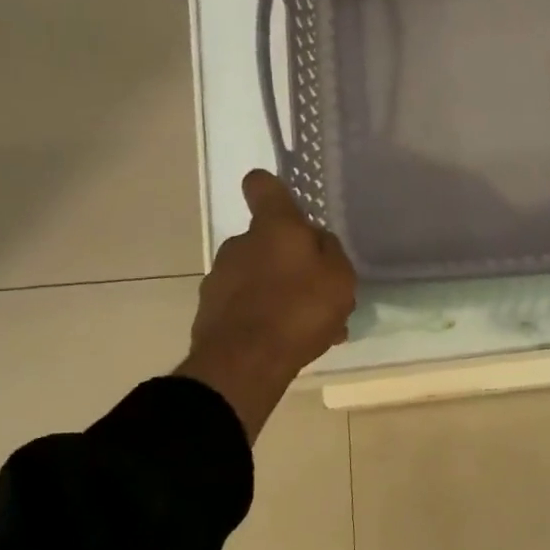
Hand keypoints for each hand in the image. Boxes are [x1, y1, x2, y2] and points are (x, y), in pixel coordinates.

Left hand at [175, 170, 357, 440]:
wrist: (244, 363)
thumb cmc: (299, 310)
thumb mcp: (339, 279)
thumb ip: (331, 253)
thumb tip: (317, 241)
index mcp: (273, 227)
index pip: (262, 185)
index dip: (274, 191)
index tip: (288, 209)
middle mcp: (240, 243)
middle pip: (267, 240)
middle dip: (290, 261)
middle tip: (319, 293)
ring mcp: (220, 278)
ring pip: (259, 277)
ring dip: (281, 294)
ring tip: (311, 328)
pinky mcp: (210, 311)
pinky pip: (247, 306)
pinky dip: (265, 318)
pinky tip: (289, 344)